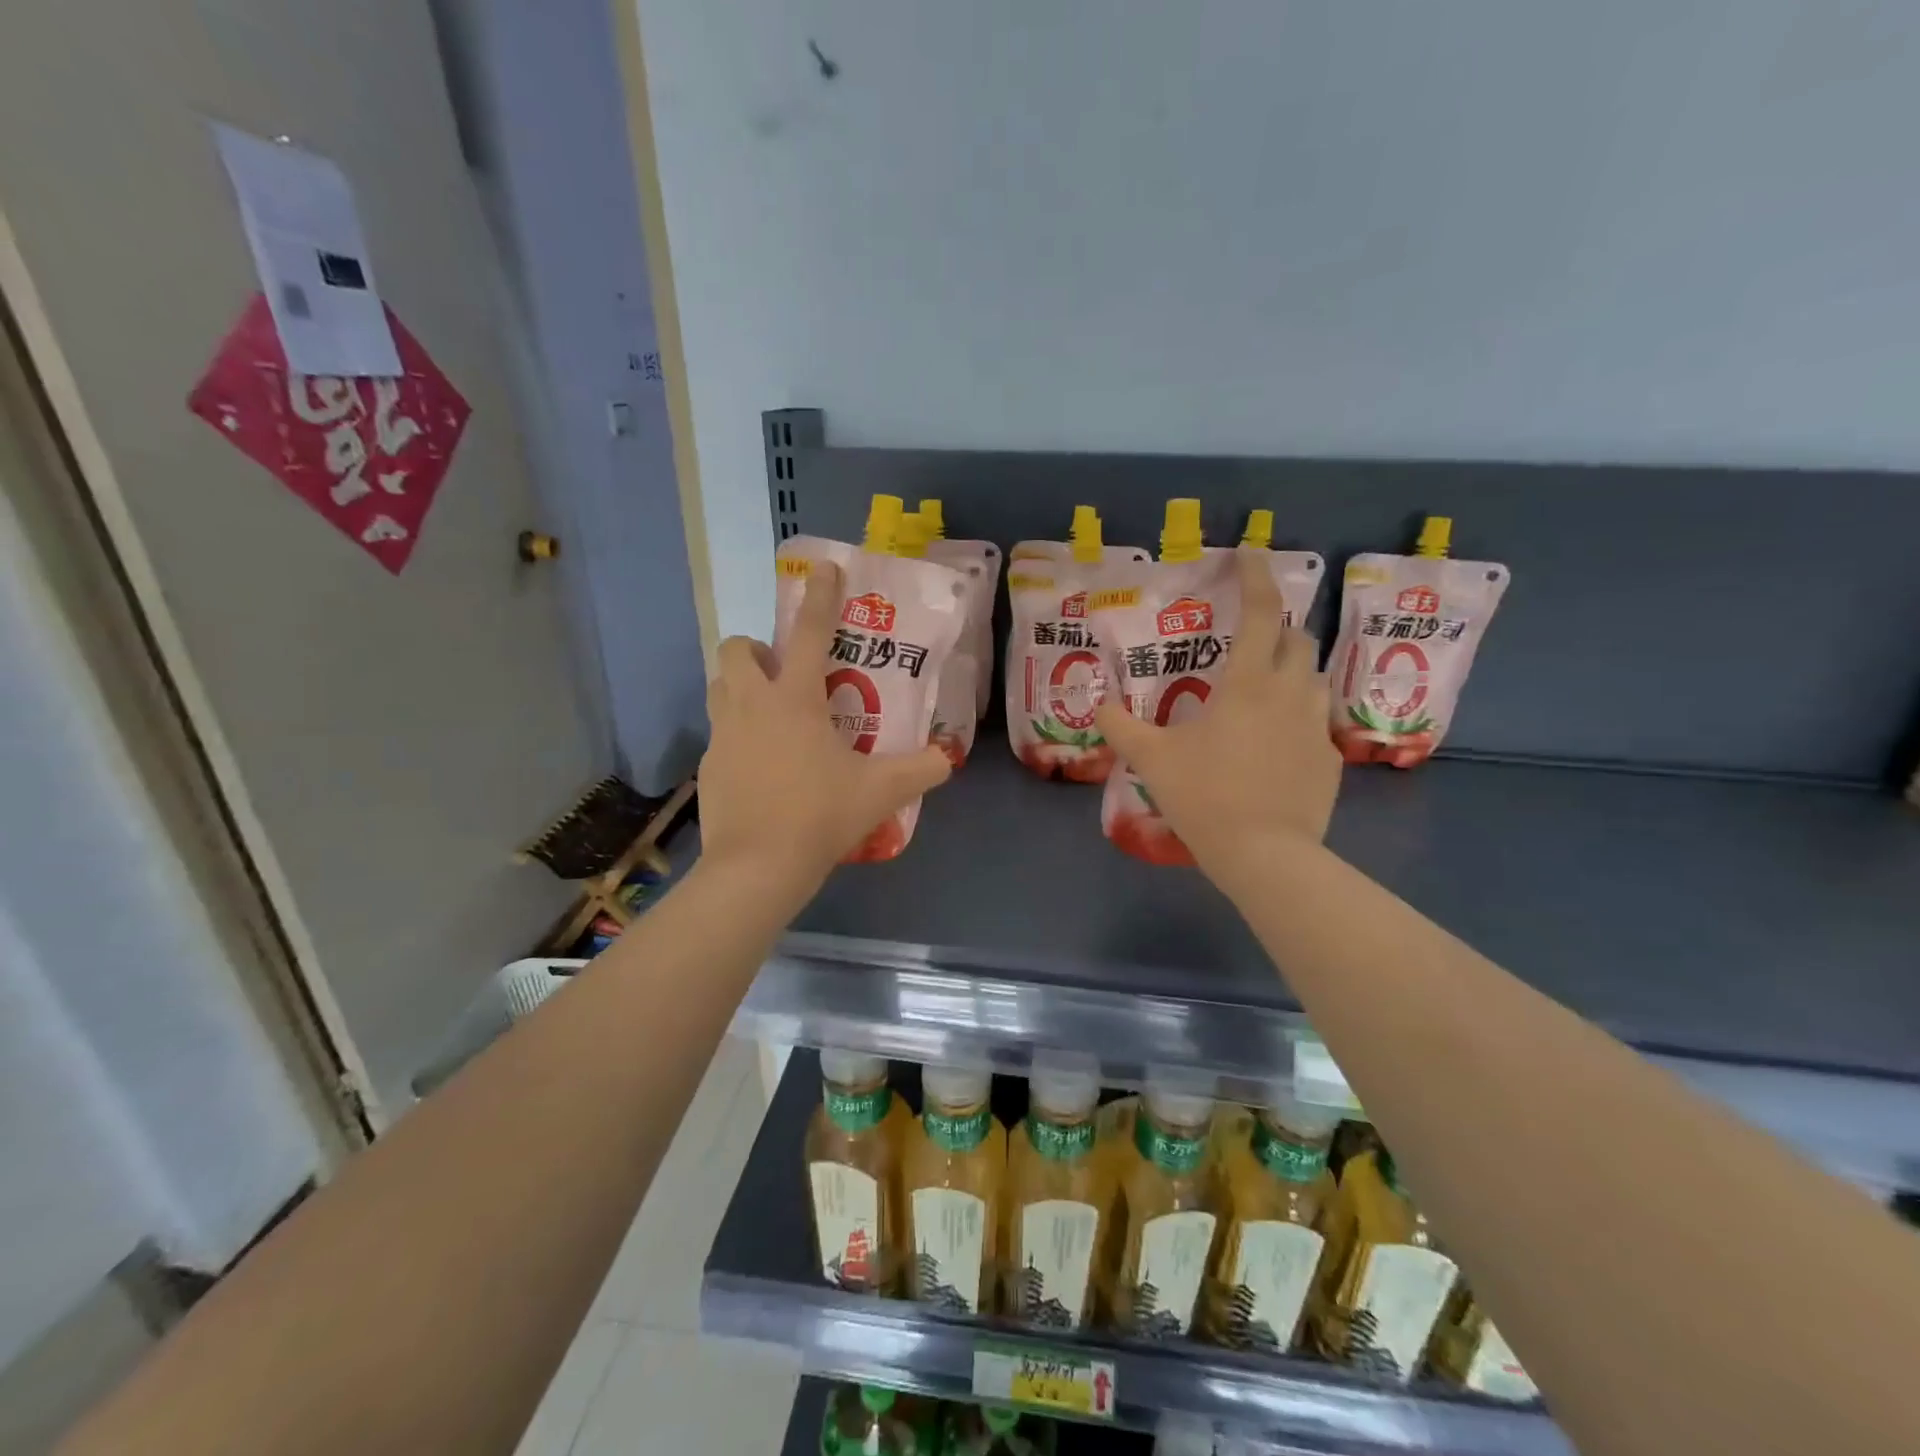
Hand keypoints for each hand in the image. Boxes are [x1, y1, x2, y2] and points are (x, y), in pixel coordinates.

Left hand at [698, 561, 951, 893]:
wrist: (757, 868)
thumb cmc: (820, 816)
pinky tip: (760, 766)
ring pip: (719, 685)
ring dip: (741, 684)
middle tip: (786, 673)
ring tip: (771, 713)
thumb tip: (948, 757)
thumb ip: (922, 770)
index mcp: (795, 699)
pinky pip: (718, 733)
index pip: (812, 633)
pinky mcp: (707, 766)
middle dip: (758, 648)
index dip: (822, 596)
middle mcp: (751, 705)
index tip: (825, 568)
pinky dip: (737, 735)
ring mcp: (722, 735)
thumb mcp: (882, 792)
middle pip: (737, 648)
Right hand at [1093, 548, 1340, 887]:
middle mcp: (1291, 694)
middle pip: (1297, 639)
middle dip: (1276, 627)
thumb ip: (1121, 726)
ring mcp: (1316, 727)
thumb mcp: (1152, 760)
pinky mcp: (1330, 759)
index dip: (1256, 577)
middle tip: (1249, 637)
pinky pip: (1316, 722)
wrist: (1266, 856)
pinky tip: (1275, 742)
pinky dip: (1296, 717)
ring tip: (1264, 687)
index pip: (1262, 613)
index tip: (1249, 554)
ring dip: (1291, 670)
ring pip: (1312, 679)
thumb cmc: (1206, 797)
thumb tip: (1097, 704)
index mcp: (1249, 684)